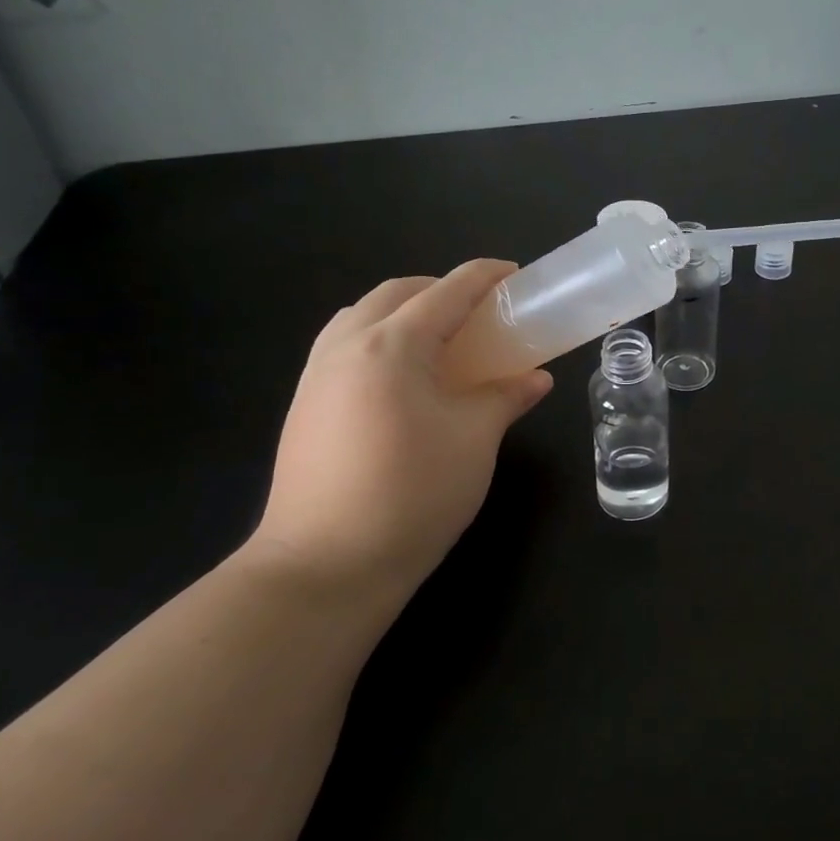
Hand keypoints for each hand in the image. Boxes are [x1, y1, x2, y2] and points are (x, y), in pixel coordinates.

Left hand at [249, 261, 552, 600]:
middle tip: (479, 313)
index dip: (485, 276)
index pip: (447, 291)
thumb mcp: (475, 439)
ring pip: (362, 316)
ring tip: (439, 342)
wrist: (325, 566)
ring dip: (404, 312)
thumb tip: (536, 378)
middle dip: (441, 289)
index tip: (514, 274)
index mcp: (392, 344)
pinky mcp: (304, 405)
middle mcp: (347, 345)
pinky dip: (378, 339)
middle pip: (397, 292)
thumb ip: (505, 397)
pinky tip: (401, 379)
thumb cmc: (412, 493)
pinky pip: (343, 346)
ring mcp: (317, 374)